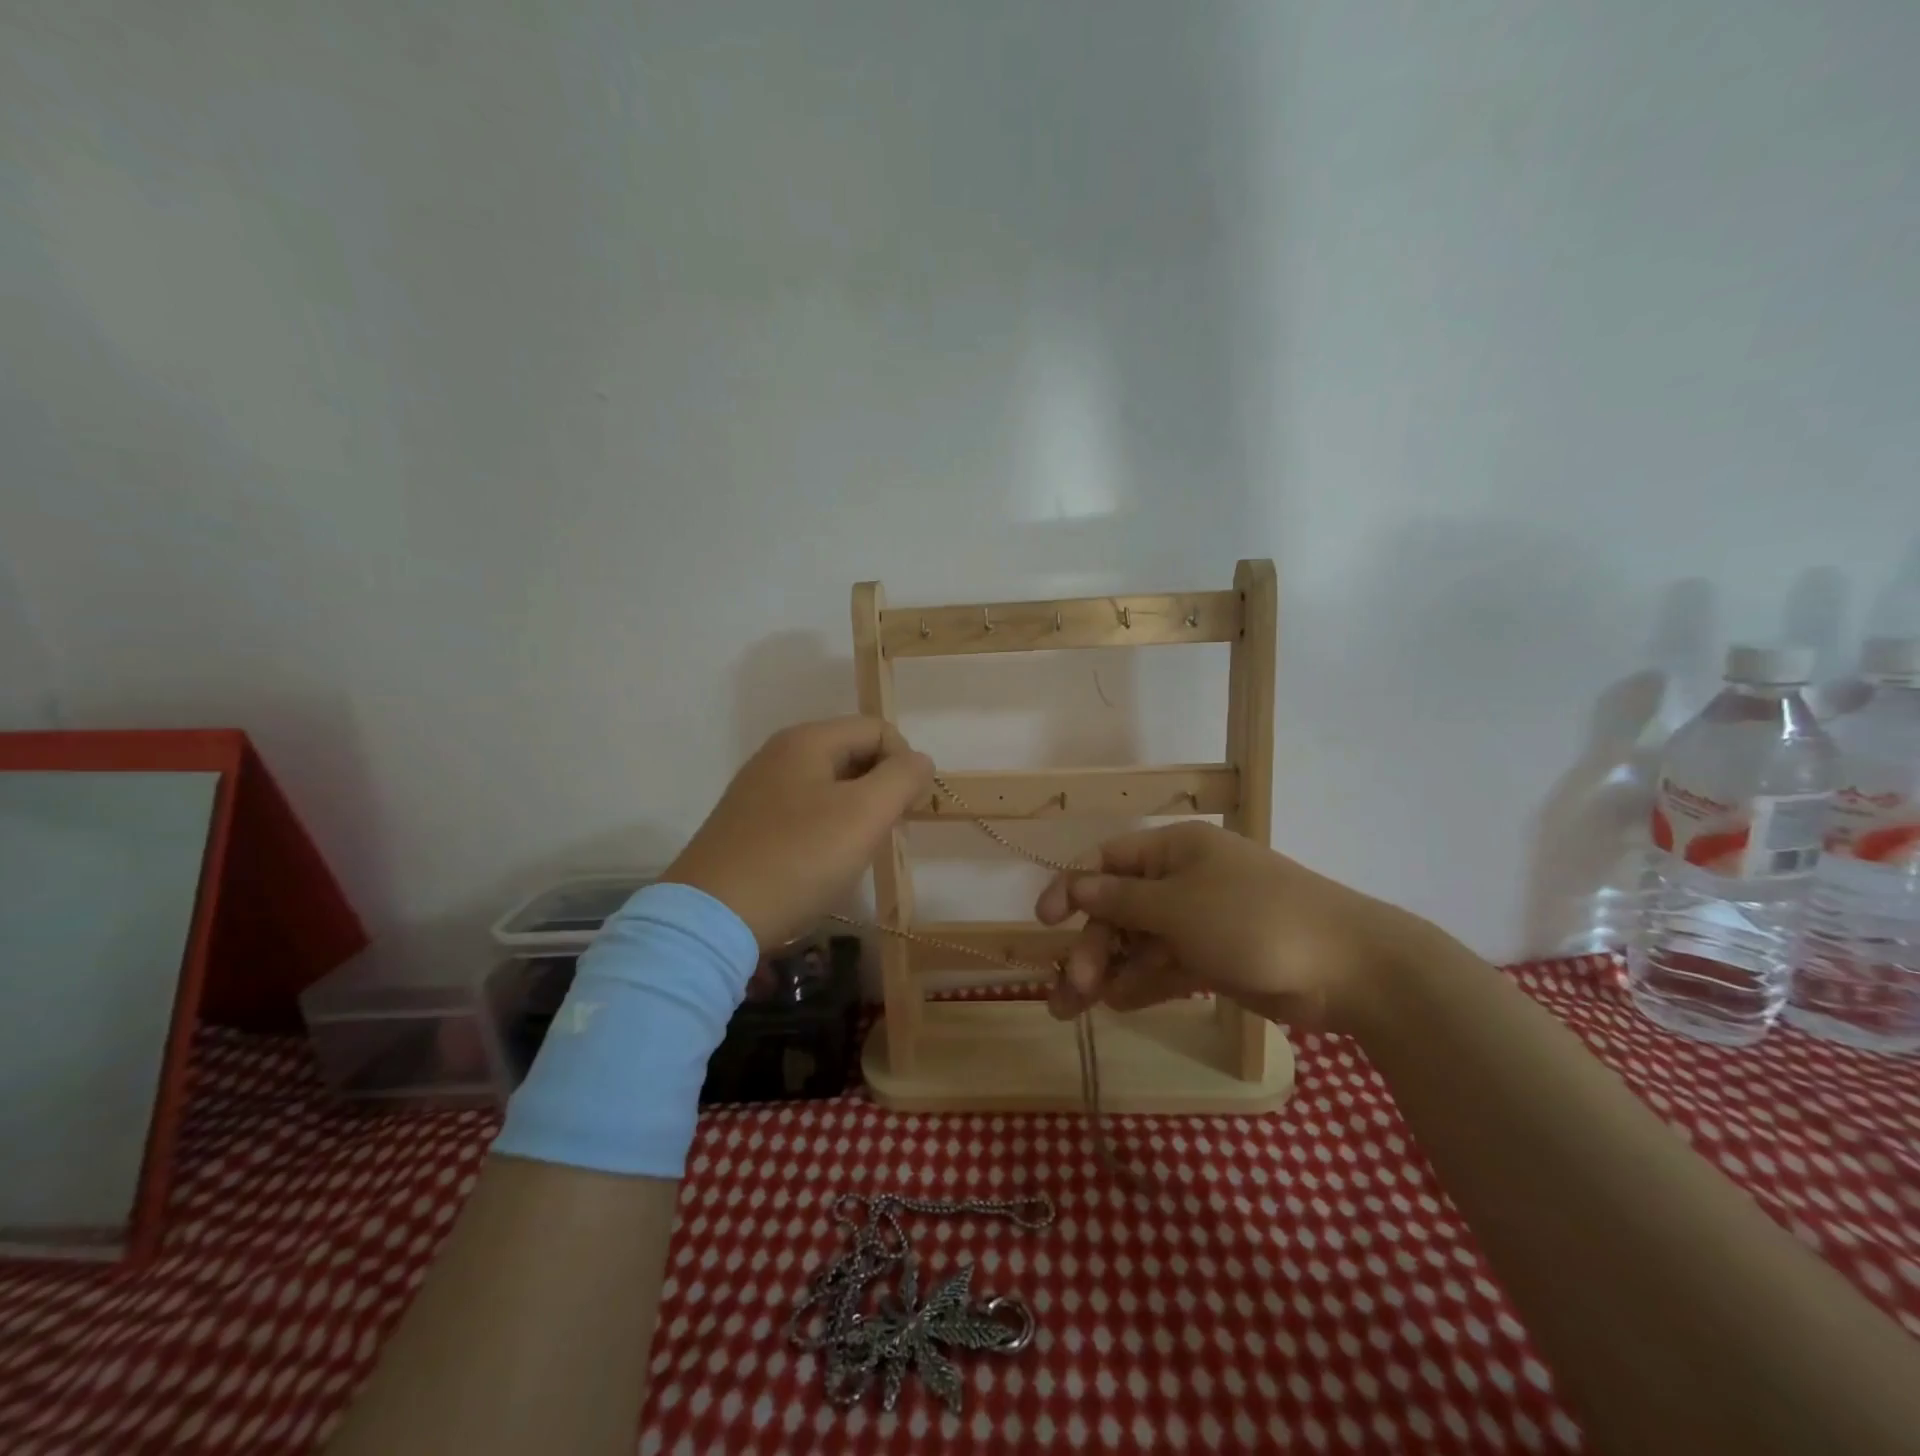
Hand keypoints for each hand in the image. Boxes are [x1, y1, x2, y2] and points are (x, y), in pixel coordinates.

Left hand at [662, 716, 933, 946]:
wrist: (713, 917)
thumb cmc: (797, 859)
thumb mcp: (864, 815)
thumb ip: (902, 777)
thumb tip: (919, 761)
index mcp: (807, 740)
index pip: (879, 729)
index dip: (904, 765)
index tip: (904, 812)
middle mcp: (780, 753)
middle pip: (854, 753)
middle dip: (881, 789)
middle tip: (882, 834)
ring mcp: (760, 788)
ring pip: (831, 785)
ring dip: (856, 812)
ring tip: (854, 853)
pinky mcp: (748, 822)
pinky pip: (804, 810)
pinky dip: (826, 829)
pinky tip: (821, 864)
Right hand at [1035, 822, 1430, 1033]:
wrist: (1349, 968)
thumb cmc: (1253, 920)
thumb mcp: (1178, 906)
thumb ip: (1122, 901)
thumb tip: (1077, 886)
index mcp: (1175, 852)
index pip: (1108, 862)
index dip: (1071, 888)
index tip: (1043, 922)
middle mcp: (1183, 881)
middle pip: (1119, 910)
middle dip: (1092, 946)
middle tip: (1071, 986)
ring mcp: (1200, 922)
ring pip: (1139, 944)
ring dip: (1108, 972)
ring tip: (1071, 1009)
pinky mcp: (1215, 959)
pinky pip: (1166, 967)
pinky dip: (1142, 983)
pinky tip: (1118, 1005)